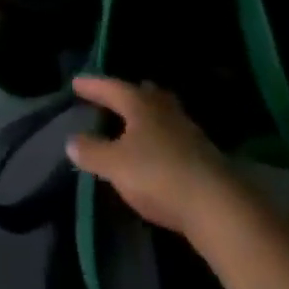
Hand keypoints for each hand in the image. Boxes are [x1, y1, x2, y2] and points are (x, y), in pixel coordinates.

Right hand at [65, 76, 230, 234]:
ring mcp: (187, 129)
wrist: (217, 205)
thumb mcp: (116, 166)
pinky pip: (174, 134)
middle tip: (113, 97)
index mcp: (139, 103)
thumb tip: (71, 140)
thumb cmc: (158, 175)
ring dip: (147, 115)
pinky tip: (159, 150)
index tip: (76, 83)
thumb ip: (92, 152)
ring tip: (136, 123)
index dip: (92, 86)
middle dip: (126, 94)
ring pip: (162, 112)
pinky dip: (162, 136)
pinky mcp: (204, 154)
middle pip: (142, 93)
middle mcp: (163, 108)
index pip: (110, 87)